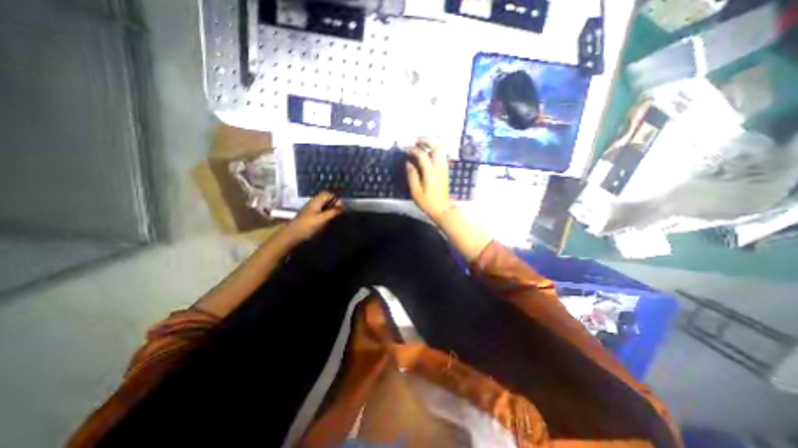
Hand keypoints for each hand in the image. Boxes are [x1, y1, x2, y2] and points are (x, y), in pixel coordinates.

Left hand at [281, 191, 340, 243]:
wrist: (292, 236)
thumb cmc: (308, 226)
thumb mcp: (323, 218)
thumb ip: (333, 212)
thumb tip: (343, 207)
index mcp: (315, 201)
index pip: (327, 194)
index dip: (335, 198)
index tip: (341, 207)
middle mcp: (313, 204)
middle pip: (326, 200)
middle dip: (334, 205)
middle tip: (340, 213)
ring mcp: (311, 211)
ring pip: (323, 207)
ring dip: (330, 211)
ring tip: (336, 218)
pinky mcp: (310, 218)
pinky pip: (320, 213)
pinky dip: (326, 216)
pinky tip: (328, 222)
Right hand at [406, 140, 454, 222]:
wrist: (443, 209)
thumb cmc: (428, 202)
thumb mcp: (416, 192)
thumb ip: (412, 176)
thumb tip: (408, 163)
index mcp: (430, 172)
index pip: (422, 155)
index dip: (414, 150)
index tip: (406, 150)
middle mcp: (439, 167)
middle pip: (437, 147)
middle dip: (427, 141)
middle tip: (417, 141)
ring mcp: (444, 168)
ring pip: (441, 150)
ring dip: (432, 145)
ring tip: (422, 145)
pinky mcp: (445, 171)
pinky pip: (442, 155)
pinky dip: (435, 151)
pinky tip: (428, 153)